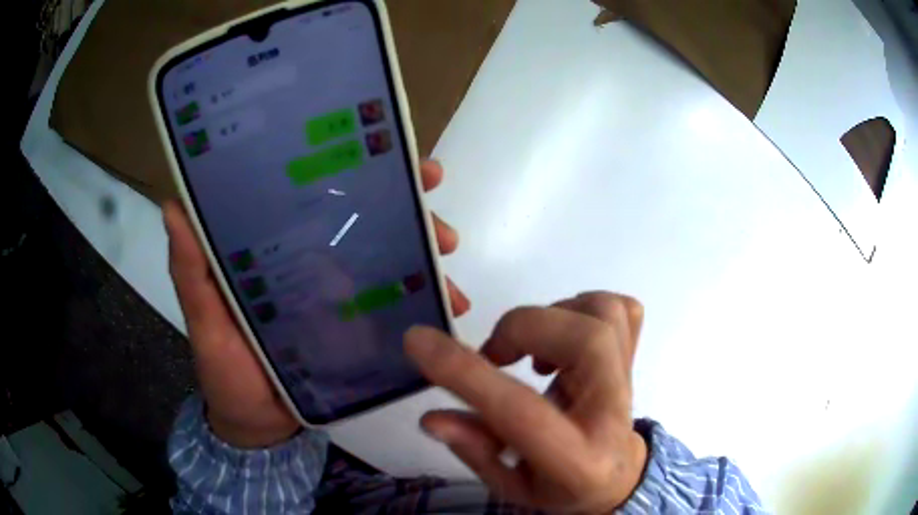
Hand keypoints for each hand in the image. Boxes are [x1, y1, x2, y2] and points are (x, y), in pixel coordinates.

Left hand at [164, 159, 469, 448]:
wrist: (259, 426)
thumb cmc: (225, 373)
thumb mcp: (203, 321)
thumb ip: (191, 271)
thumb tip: (173, 205)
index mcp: (279, 248)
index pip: (318, 195)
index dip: (355, 171)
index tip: (396, 159)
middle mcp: (314, 259)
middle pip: (369, 220)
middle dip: (412, 212)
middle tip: (442, 229)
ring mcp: (341, 293)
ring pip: (391, 259)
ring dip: (427, 259)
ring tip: (452, 284)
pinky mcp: (358, 326)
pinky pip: (397, 305)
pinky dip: (424, 302)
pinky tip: (448, 309)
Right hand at [405, 292, 647, 513]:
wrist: (613, 475)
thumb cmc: (558, 486)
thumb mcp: (509, 485)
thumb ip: (474, 450)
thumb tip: (432, 417)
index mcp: (577, 460)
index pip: (521, 410)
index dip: (466, 373)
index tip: (418, 342)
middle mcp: (613, 411)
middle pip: (585, 341)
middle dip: (522, 328)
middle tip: (495, 354)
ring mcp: (629, 378)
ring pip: (604, 314)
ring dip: (554, 315)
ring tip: (531, 348)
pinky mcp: (632, 357)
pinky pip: (621, 309)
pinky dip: (583, 307)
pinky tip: (561, 336)